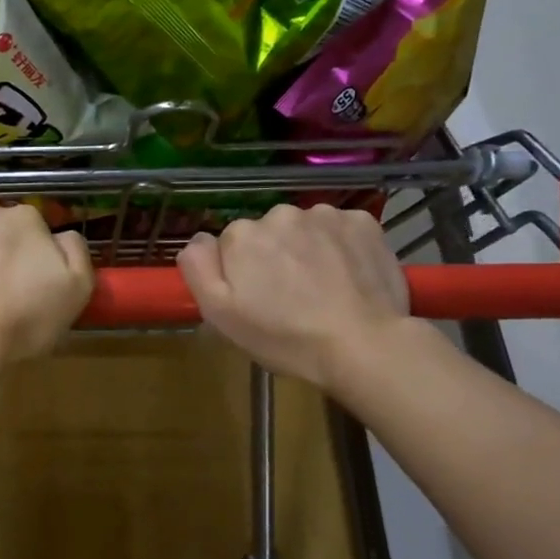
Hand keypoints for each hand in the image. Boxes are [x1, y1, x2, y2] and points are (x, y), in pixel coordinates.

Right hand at [178, 204, 413, 390]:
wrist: (363, 344)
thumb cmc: (284, 336)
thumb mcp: (221, 315)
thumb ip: (198, 270)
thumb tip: (196, 240)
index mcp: (242, 235)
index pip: (231, 246)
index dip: (241, 273)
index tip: (257, 300)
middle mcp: (280, 214)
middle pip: (268, 234)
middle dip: (274, 257)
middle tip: (290, 298)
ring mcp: (325, 215)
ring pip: (305, 229)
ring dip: (307, 250)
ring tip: (322, 288)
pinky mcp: (363, 222)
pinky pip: (340, 229)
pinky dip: (341, 246)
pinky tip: (347, 276)